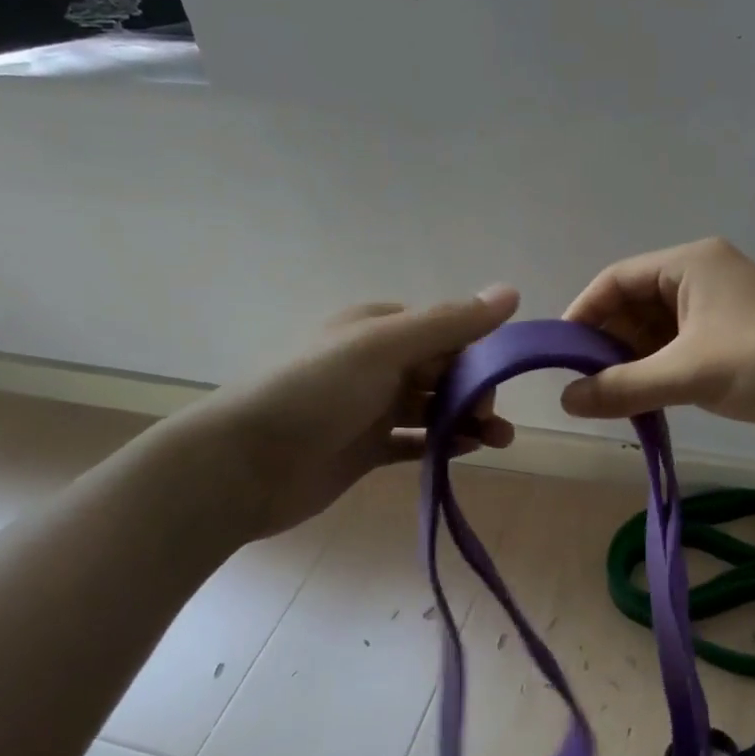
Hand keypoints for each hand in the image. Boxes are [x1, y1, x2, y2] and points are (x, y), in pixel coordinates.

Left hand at [176, 286, 519, 538]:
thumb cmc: (315, 393)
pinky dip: (442, 444)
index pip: (446, 330)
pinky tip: (466, 452)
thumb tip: (511, 290)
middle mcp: (377, 363)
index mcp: (379, 328)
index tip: (496, 379)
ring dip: (468, 420)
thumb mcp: (384, 347)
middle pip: (444, 370)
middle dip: (476, 390)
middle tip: (490, 419)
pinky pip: (415, 441)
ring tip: (499, 442)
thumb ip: (449, 323)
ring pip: (433, 408)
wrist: (243, 465)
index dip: (478, 352)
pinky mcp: (365, 448)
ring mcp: (370, 408)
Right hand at [559, 238, 754, 443]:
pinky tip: (639, 401)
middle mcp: (700, 277)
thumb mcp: (688, 372)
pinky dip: (656, 372)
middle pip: (634, 304)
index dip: (583, 314)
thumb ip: (622, 387)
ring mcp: (717, 310)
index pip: (616, 279)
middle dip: (606, 342)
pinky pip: (677, 350)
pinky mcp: (730, 340)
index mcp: (690, 263)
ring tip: (604, 398)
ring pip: (655, 331)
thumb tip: (564, 401)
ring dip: (631, 361)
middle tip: (580, 384)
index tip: (558, 355)